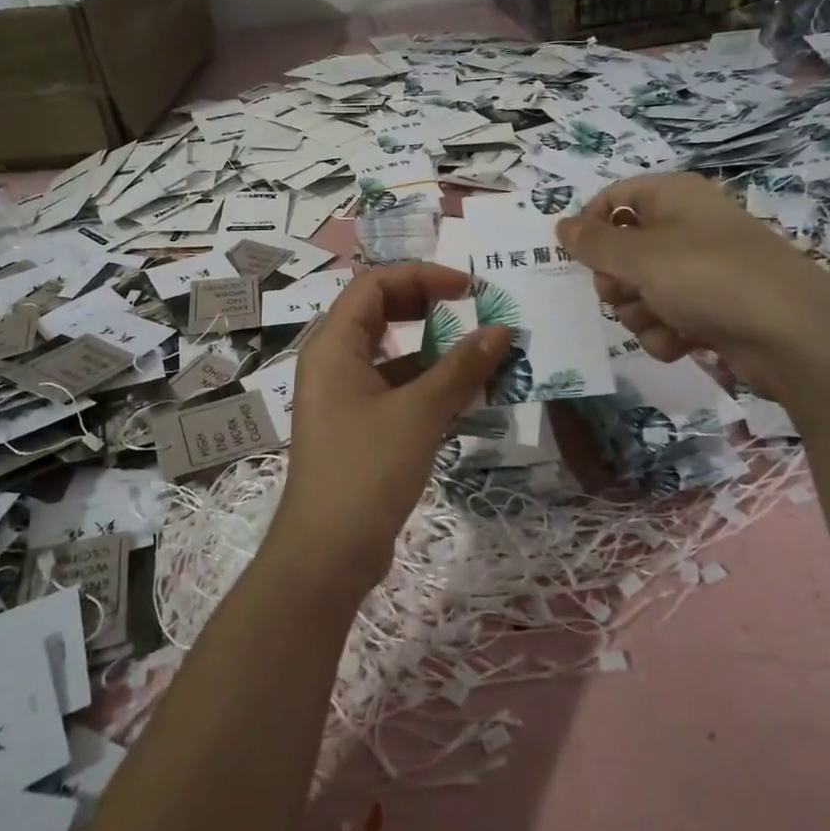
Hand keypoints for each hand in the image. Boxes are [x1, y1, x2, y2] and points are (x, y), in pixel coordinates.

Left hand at [268, 264, 510, 600]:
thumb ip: (461, 368)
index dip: (422, 276)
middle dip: (431, 306)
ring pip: (395, 354)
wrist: (327, 554)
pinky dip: (431, 385)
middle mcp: (334, 362)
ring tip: (485, 354)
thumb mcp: (418, 413)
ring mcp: (346, 396)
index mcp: (333, 344)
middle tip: (475, 310)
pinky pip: (399, 389)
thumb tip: (501, 331)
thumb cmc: (366, 470)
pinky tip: (470, 396)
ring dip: (438, 350)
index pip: (374, 284)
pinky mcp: (361, 427)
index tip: (468, 288)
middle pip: (383, 312)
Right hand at [557, 173, 829, 393]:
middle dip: (616, 281)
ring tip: (661, 322)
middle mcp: (686, 227)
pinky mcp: (713, 308)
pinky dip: (666, 333)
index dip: (590, 226)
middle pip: (623, 250)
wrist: (795, 334)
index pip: (614, 198)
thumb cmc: (710, 278)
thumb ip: (593, 244)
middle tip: (624, 293)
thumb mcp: (641, 257)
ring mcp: (702, 270)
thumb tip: (560, 226)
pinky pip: (667, 317)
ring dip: (640, 313)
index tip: (576, 257)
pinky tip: (682, 343)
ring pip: (641, 290)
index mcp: (672, 197)